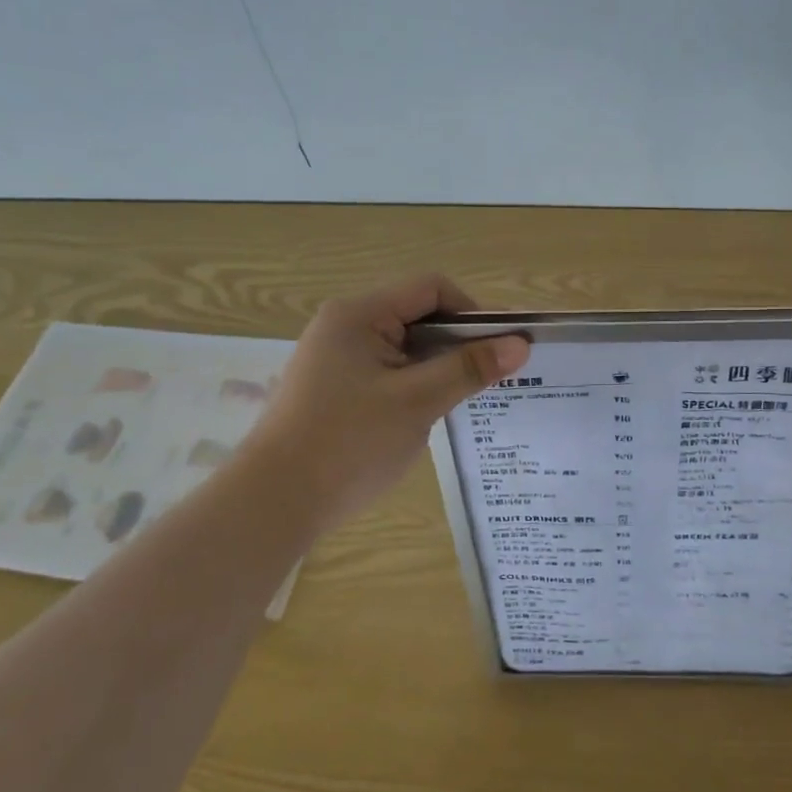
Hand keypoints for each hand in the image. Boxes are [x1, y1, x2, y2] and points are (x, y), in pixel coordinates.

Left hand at [244, 274, 528, 532]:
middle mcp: (343, 326)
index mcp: (359, 314)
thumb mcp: (418, 402)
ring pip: (403, 348)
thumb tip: (519, 345)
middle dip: (457, 343)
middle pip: (417, 316)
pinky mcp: (332, 388)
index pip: (431, 289)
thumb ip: (469, 368)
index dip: (472, 312)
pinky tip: (428, 416)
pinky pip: (386, 372)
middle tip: (489, 377)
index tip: (499, 348)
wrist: (273, 503)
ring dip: (437, 367)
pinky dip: (414, 385)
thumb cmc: (348, 443)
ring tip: (464, 399)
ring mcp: (334, 358)